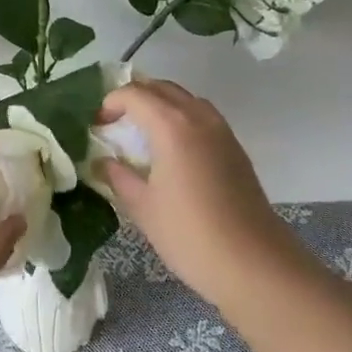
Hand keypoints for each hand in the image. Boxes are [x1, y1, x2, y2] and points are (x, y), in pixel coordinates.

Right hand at [95, 78, 297, 306]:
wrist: (254, 264)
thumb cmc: (190, 234)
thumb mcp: (143, 207)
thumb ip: (118, 177)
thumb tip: (102, 162)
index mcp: (171, 124)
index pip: (134, 94)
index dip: (111, 103)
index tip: (97, 125)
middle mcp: (198, 116)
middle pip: (161, 88)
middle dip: (134, 97)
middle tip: (115, 122)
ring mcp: (221, 130)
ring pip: (184, 98)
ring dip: (159, 104)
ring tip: (142, 132)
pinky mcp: (235, 147)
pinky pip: (201, 116)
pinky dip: (180, 117)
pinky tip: (172, 150)